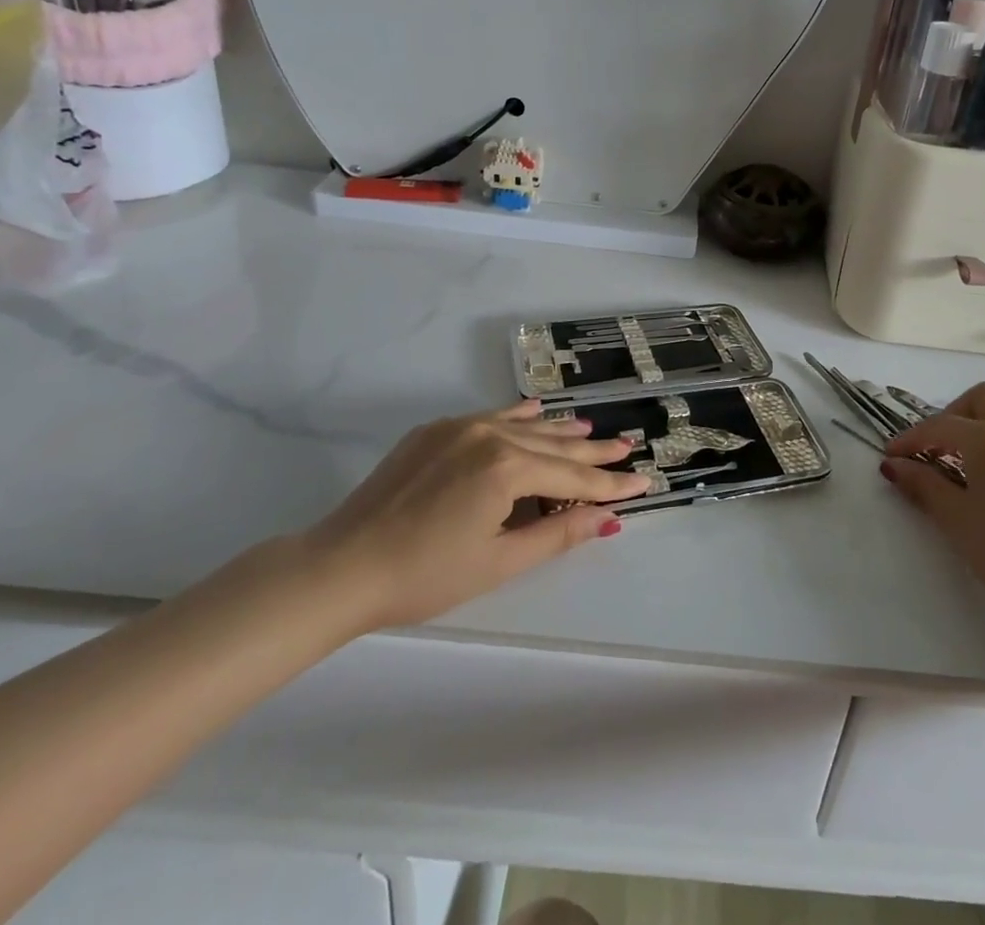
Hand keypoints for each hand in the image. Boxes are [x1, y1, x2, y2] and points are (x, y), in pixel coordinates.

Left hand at [304, 398, 650, 633]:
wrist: (341, 566)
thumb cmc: (425, 575)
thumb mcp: (499, 562)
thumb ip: (557, 534)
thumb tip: (607, 518)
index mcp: (507, 467)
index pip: (572, 477)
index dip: (609, 485)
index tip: (644, 482)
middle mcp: (489, 435)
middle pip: (553, 445)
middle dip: (593, 453)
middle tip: (628, 447)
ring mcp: (460, 428)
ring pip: (524, 426)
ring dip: (559, 431)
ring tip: (591, 432)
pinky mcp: (435, 431)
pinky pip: (490, 417)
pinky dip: (517, 416)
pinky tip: (536, 409)